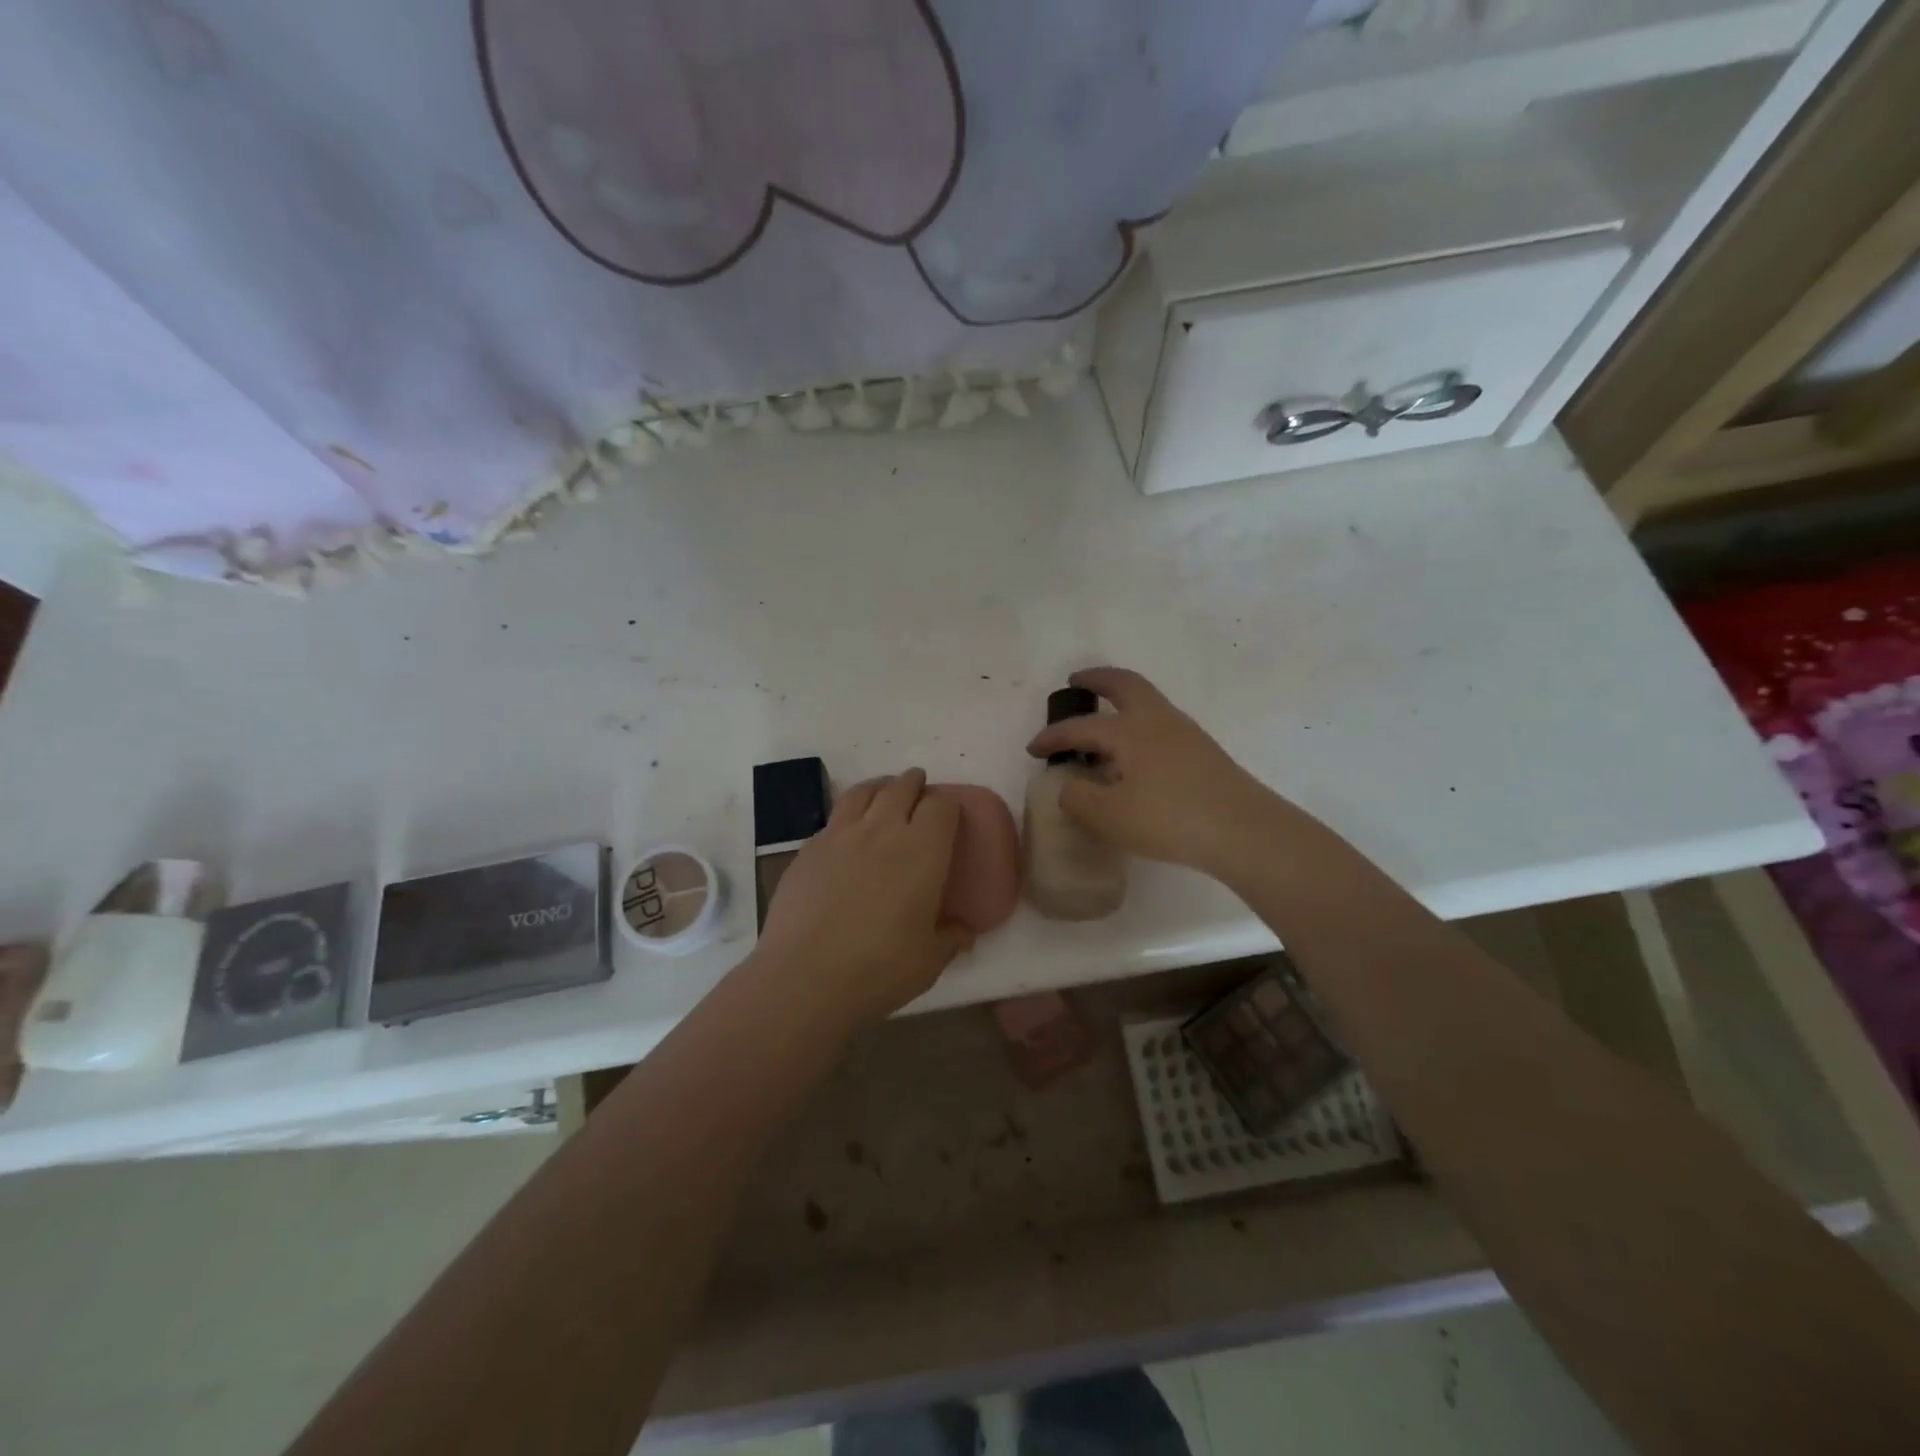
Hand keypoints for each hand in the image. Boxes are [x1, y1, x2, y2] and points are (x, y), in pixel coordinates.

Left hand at [755, 769, 973, 1027]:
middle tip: (918, 788)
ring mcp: (840, 836)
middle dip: (914, 783)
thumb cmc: (879, 969)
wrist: (804, 977)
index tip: (949, 813)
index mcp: (922, 851)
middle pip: (901, 788)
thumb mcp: (929, 961)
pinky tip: (847, 835)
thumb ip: (950, 939)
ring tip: (883, 792)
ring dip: (879, 787)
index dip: (947, 805)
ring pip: (863, 793)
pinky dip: (847, 817)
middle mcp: (882, 830)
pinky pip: (833, 820)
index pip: (941, 806)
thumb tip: (965, 932)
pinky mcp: (808, 849)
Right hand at [1025, 667, 1287, 881]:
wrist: (1244, 831)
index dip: (1053, 736)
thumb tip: (1069, 787)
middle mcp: (1158, 721)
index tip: (1032, 749)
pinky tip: (1134, 757)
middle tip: (1078, 681)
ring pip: (1147, 703)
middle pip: (1125, 685)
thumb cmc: (1170, 819)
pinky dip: (1139, 727)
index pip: (1081, 727)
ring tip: (1103, 726)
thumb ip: (1078, 798)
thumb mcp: (1109, 816)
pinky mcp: (1203, 753)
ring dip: (1121, 703)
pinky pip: (1160, 726)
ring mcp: (1185, 734)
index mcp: (1130, 730)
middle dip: (1098, 679)